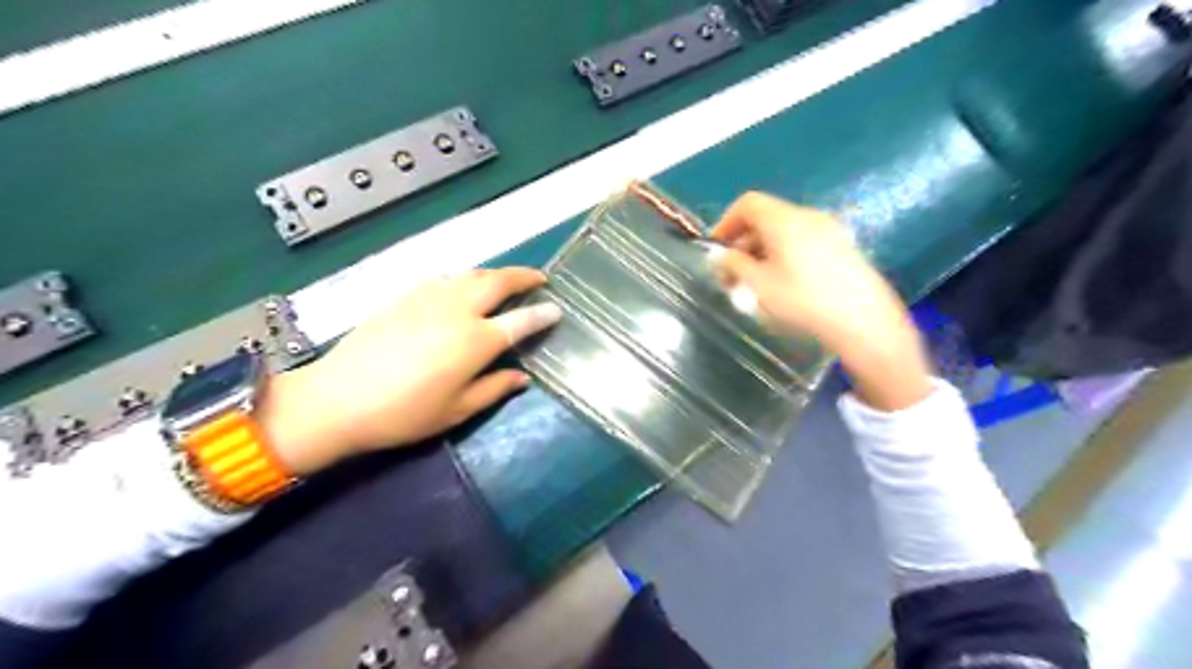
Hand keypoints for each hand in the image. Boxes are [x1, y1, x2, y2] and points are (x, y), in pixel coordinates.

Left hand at [253, 265, 559, 474]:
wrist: (337, 399)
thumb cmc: (404, 413)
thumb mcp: (457, 410)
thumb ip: (494, 388)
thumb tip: (522, 377)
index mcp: (476, 341)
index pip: (520, 320)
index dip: (542, 314)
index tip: (556, 309)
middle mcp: (457, 310)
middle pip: (497, 282)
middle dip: (523, 276)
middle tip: (538, 278)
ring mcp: (429, 298)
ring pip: (470, 274)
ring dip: (494, 274)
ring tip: (505, 281)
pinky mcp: (404, 296)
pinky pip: (444, 278)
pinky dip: (463, 278)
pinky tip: (462, 287)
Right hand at [707, 192, 929, 409]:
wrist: (863, 321)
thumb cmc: (803, 301)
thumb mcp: (758, 285)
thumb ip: (734, 265)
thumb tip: (721, 256)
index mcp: (785, 219)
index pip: (748, 203)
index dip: (726, 222)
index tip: (717, 249)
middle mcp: (808, 217)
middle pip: (767, 217)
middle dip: (743, 242)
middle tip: (732, 274)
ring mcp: (830, 231)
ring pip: (785, 232)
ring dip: (763, 252)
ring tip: (756, 284)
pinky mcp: (843, 249)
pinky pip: (804, 243)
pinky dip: (784, 256)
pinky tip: (785, 285)